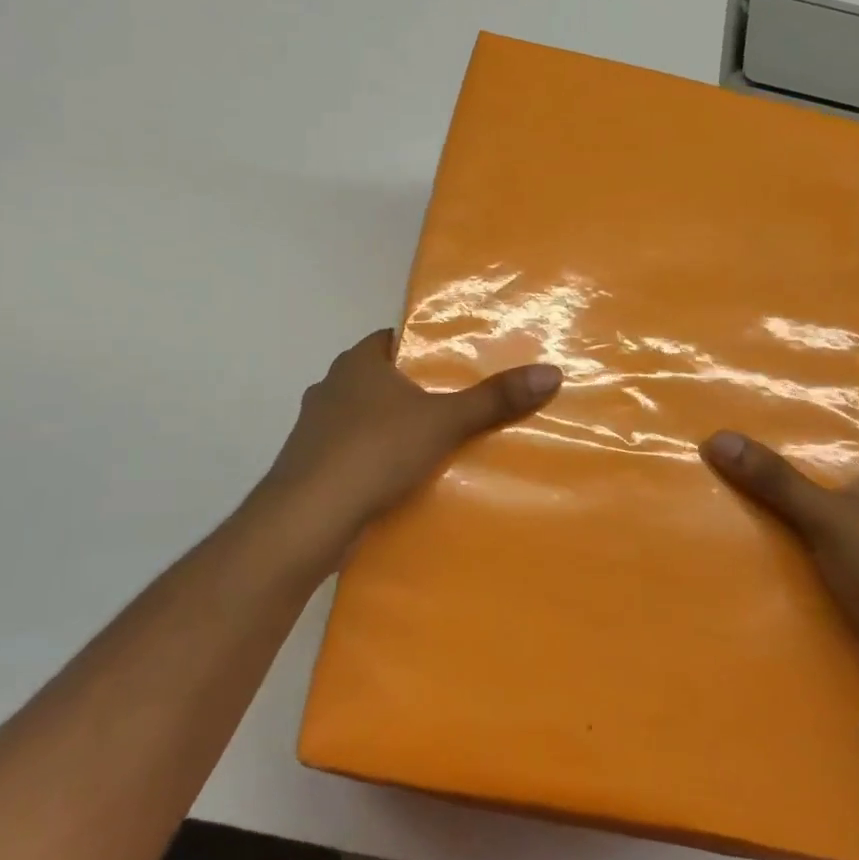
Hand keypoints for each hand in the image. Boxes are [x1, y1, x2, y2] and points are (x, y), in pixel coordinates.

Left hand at [260, 330, 561, 550]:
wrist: (306, 519)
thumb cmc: (374, 451)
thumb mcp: (444, 422)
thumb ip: (494, 399)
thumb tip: (551, 372)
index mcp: (357, 362)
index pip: (396, 340)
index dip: (427, 349)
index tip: (459, 365)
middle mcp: (331, 386)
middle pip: (382, 380)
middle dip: (415, 392)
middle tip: (459, 406)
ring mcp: (315, 428)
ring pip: (365, 418)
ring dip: (393, 429)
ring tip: (437, 445)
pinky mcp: (311, 466)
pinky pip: (353, 453)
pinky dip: (375, 460)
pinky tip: (400, 480)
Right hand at [699, 433, 858, 718]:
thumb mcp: (830, 516)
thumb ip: (775, 479)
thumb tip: (717, 438)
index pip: (825, 443)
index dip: (780, 432)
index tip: (728, 422)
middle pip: (802, 484)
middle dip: (756, 477)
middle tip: (699, 458)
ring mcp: (854, 555)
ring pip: (793, 526)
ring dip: (755, 521)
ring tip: (696, 500)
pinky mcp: (839, 592)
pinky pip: (792, 564)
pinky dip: (764, 560)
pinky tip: (719, 552)